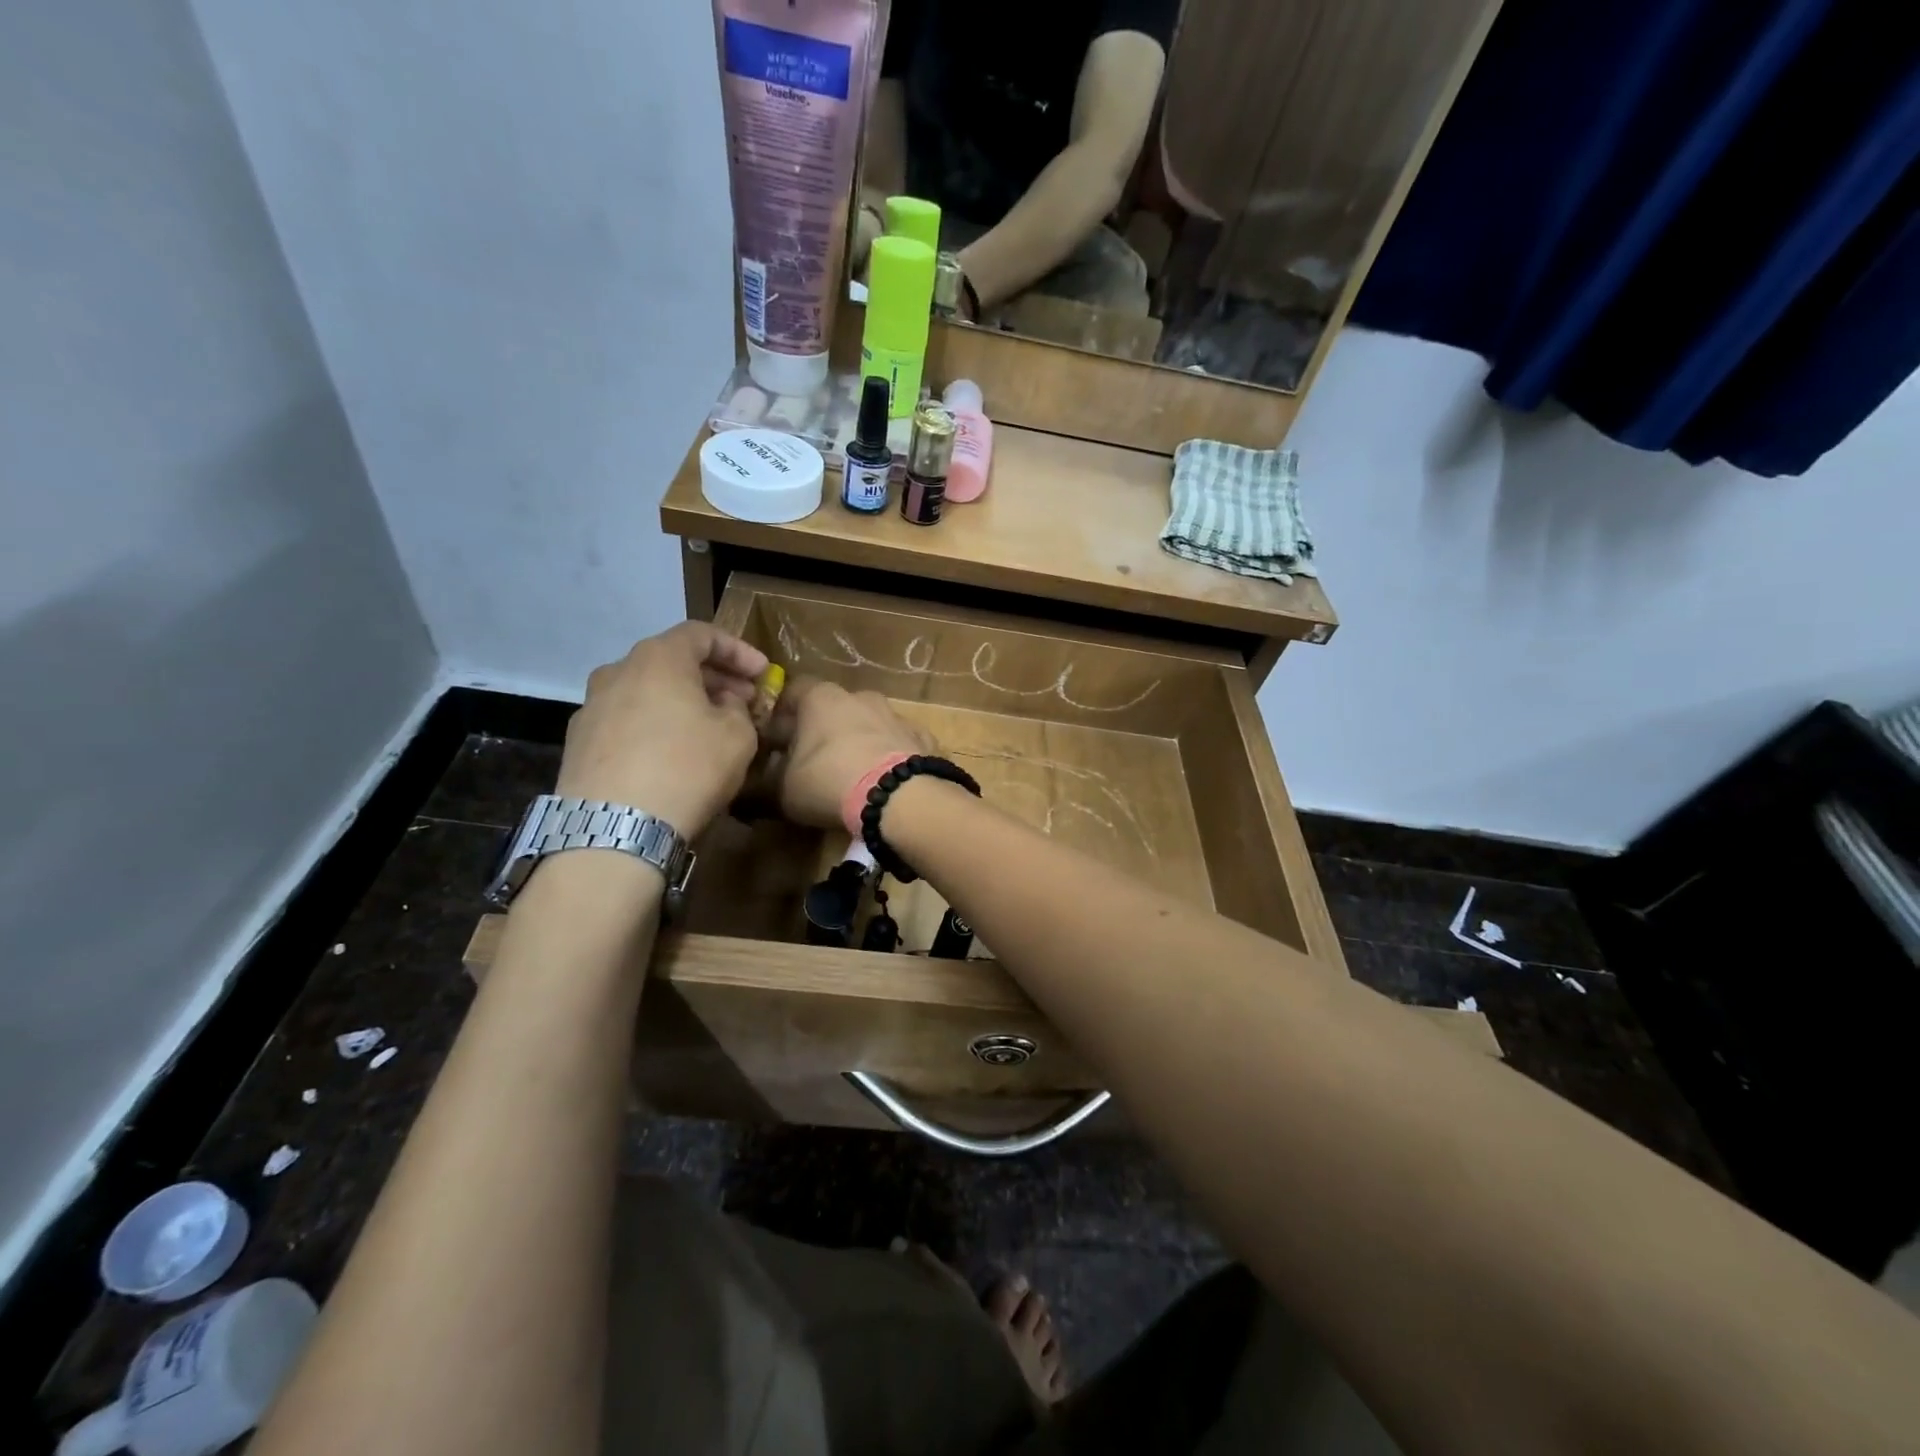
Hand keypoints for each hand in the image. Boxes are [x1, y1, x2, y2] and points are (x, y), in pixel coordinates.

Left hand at [555, 622, 769, 836]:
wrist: (615, 828)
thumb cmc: (687, 768)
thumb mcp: (738, 735)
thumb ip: (737, 709)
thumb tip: (722, 705)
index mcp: (658, 658)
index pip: (701, 634)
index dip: (738, 650)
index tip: (763, 673)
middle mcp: (617, 671)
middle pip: (671, 661)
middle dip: (712, 678)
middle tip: (742, 701)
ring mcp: (591, 707)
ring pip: (647, 692)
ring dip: (682, 703)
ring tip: (709, 729)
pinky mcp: (578, 744)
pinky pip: (627, 722)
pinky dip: (655, 726)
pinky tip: (673, 755)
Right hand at [766, 679, 929, 828]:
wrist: (899, 796)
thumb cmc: (829, 782)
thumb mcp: (783, 791)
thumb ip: (765, 784)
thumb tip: (750, 788)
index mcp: (821, 698)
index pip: (794, 690)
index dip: (783, 714)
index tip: (777, 739)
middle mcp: (861, 697)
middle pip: (835, 707)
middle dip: (824, 729)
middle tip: (815, 760)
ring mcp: (896, 715)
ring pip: (871, 723)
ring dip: (861, 741)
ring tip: (854, 774)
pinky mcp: (923, 737)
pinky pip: (900, 744)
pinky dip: (892, 757)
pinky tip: (887, 782)